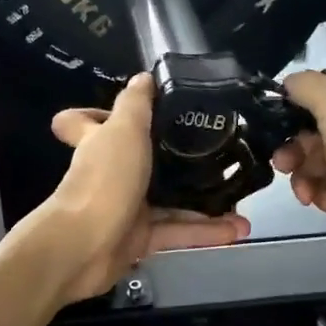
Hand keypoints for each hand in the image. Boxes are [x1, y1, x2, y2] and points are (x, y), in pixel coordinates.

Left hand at [35, 74, 249, 302]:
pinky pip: (177, 232)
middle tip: (214, 153)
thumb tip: (143, 77)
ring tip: (241, 199)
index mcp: (99, 143)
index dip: (97, 113)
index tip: (132, 111)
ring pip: (169, 201)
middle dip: (176, 160)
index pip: (83, 122)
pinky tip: (237, 228)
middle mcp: (110, 174)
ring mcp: (125, 208)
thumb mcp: (123, 130)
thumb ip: (136, 104)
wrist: (85, 248)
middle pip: (141, 161)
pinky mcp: (139, 240)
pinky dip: (205, 232)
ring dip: (204, 202)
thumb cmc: (104, 180)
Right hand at [274, 63, 325, 223]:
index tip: (274, 139)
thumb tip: (287, 85)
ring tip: (306, 196)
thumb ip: (300, 87)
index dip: (290, 119)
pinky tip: (325, 203)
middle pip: (316, 133)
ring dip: (309, 178)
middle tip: (284, 169)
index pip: (315, 98)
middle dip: (296, 154)